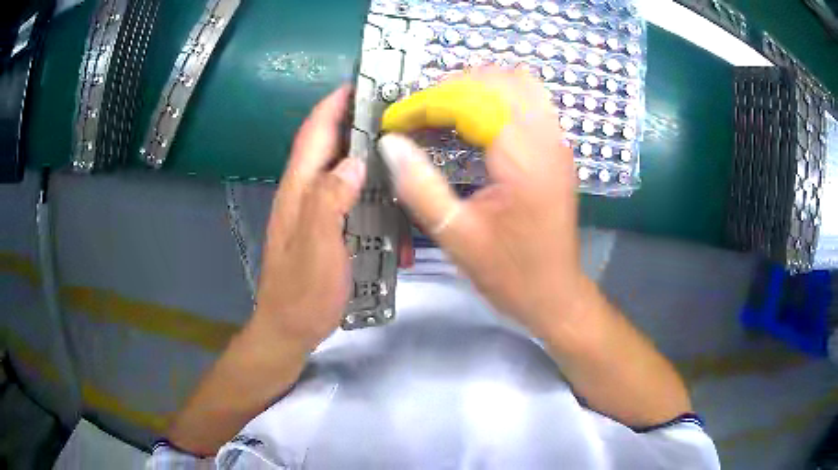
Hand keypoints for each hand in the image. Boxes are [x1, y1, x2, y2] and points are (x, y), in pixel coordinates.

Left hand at [251, 86, 365, 351]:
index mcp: (299, 190)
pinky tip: (386, 197)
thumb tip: (354, 162)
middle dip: (354, 123)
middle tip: (391, 113)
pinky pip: (345, 196)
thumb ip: (330, 201)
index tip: (358, 85)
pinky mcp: (322, 226)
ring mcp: (312, 210)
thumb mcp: (318, 247)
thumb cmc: (303, 291)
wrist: (289, 327)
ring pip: (339, 169)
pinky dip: (365, 188)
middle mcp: (303, 192)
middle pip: (327, 145)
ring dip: (363, 155)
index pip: (314, 134)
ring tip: (396, 149)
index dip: (332, 106)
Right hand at [379, 68, 583, 338]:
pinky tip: (476, 118)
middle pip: (498, 79)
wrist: (555, 294)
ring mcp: (557, 140)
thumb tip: (390, 144)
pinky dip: (498, 96)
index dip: (426, 103)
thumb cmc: (510, 273)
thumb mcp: (457, 236)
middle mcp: (546, 139)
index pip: (471, 101)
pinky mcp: (558, 148)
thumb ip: (420, 186)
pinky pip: (529, 99)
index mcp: (523, 160)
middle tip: (419, 115)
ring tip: (443, 110)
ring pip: (518, 82)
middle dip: (450, 87)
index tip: (396, 122)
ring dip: (476, 86)